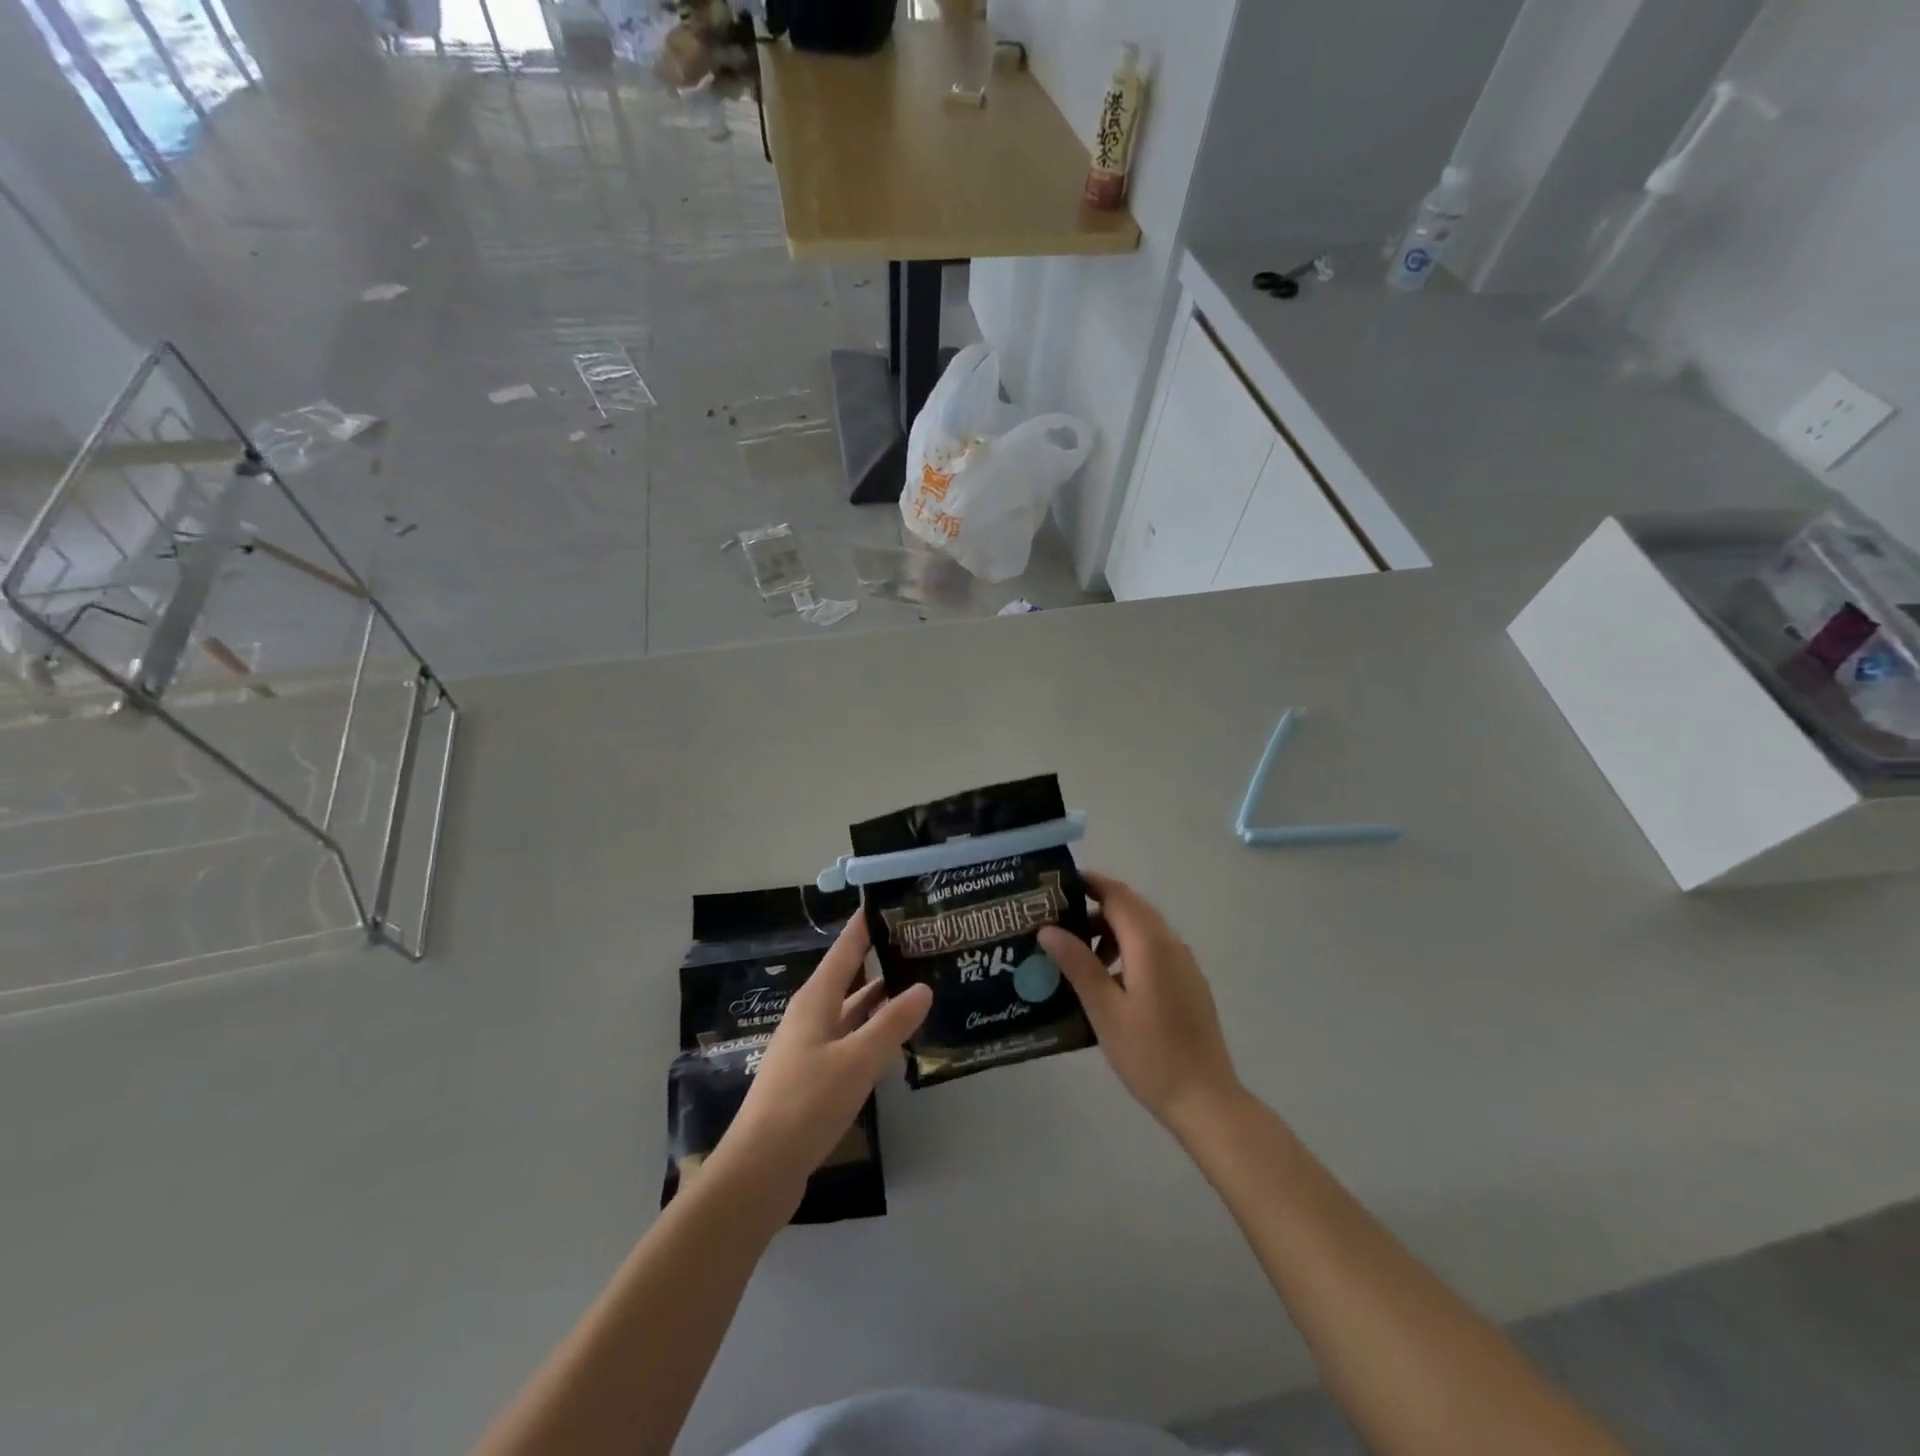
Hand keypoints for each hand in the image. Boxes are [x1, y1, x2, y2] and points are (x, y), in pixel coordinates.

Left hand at [707, 917, 931, 1218]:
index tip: (891, 900)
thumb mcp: (856, 1061)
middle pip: (848, 977)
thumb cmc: (806, 1104)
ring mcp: (810, 1047)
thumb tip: (923, 986)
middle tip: (919, 943)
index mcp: (815, 1001)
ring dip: (879, 997)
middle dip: (880, 959)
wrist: (759, 1171)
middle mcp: (811, 1016)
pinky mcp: (814, 1076)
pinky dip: (872, 1030)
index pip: (844, 949)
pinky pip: (849, 1039)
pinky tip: (895, 1038)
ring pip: (851, 1010)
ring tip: (918, 983)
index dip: (865, 924)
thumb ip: (891, 1023)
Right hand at [1040, 872, 1241, 1135]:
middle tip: (1057, 918)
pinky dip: (1127, 949)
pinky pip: (1154, 949)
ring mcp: (1184, 963)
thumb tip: (1048, 928)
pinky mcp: (1188, 982)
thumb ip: (1077, 964)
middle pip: (1131, 908)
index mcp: (1150, 944)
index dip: (1088, 883)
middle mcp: (1171, 943)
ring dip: (1110, 930)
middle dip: (1095, 906)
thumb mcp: (1104, 1010)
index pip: (1117, 895)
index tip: (1057, 884)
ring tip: (1077, 954)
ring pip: (1143, 929)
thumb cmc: (1149, 1054)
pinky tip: (1107, 980)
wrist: (1206, 1099)